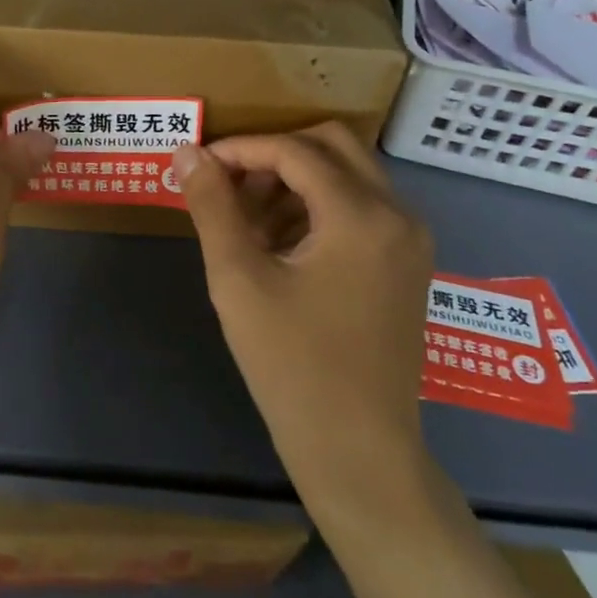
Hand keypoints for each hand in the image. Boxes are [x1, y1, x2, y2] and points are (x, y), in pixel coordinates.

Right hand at [174, 124, 434, 512]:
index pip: (295, 150)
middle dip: (274, 155)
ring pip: (348, 175)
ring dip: (295, 180)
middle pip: (332, 146)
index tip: (199, 166)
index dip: (241, 149)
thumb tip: (186, 153)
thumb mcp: (239, 280)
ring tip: (246, 221)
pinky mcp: (406, 265)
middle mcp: (399, 215)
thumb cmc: (292, 365)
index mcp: (362, 215)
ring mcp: (410, 241)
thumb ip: (212, 207)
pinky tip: (279, 245)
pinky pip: (361, 208)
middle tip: (229, 184)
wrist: (358, 452)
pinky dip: (317, 207)